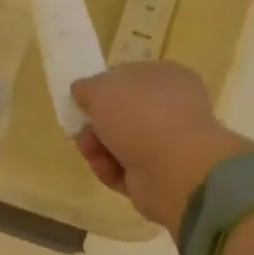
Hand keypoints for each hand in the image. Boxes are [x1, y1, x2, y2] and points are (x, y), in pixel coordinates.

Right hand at [71, 62, 252, 232]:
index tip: (81, 99)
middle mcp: (170, 110)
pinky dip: (109, 169)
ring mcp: (165, 145)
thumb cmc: (141, 116)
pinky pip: (123, 170)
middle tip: (80, 128)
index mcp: (166, 78)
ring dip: (97, 147)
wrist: (174, 170)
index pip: (130, 78)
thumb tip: (82, 90)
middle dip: (95, 122)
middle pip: (121, 115)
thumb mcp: (102, 88)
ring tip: (89, 150)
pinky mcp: (156, 176)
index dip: (103, 88)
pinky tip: (104, 168)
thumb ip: (87, 87)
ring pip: (118, 144)